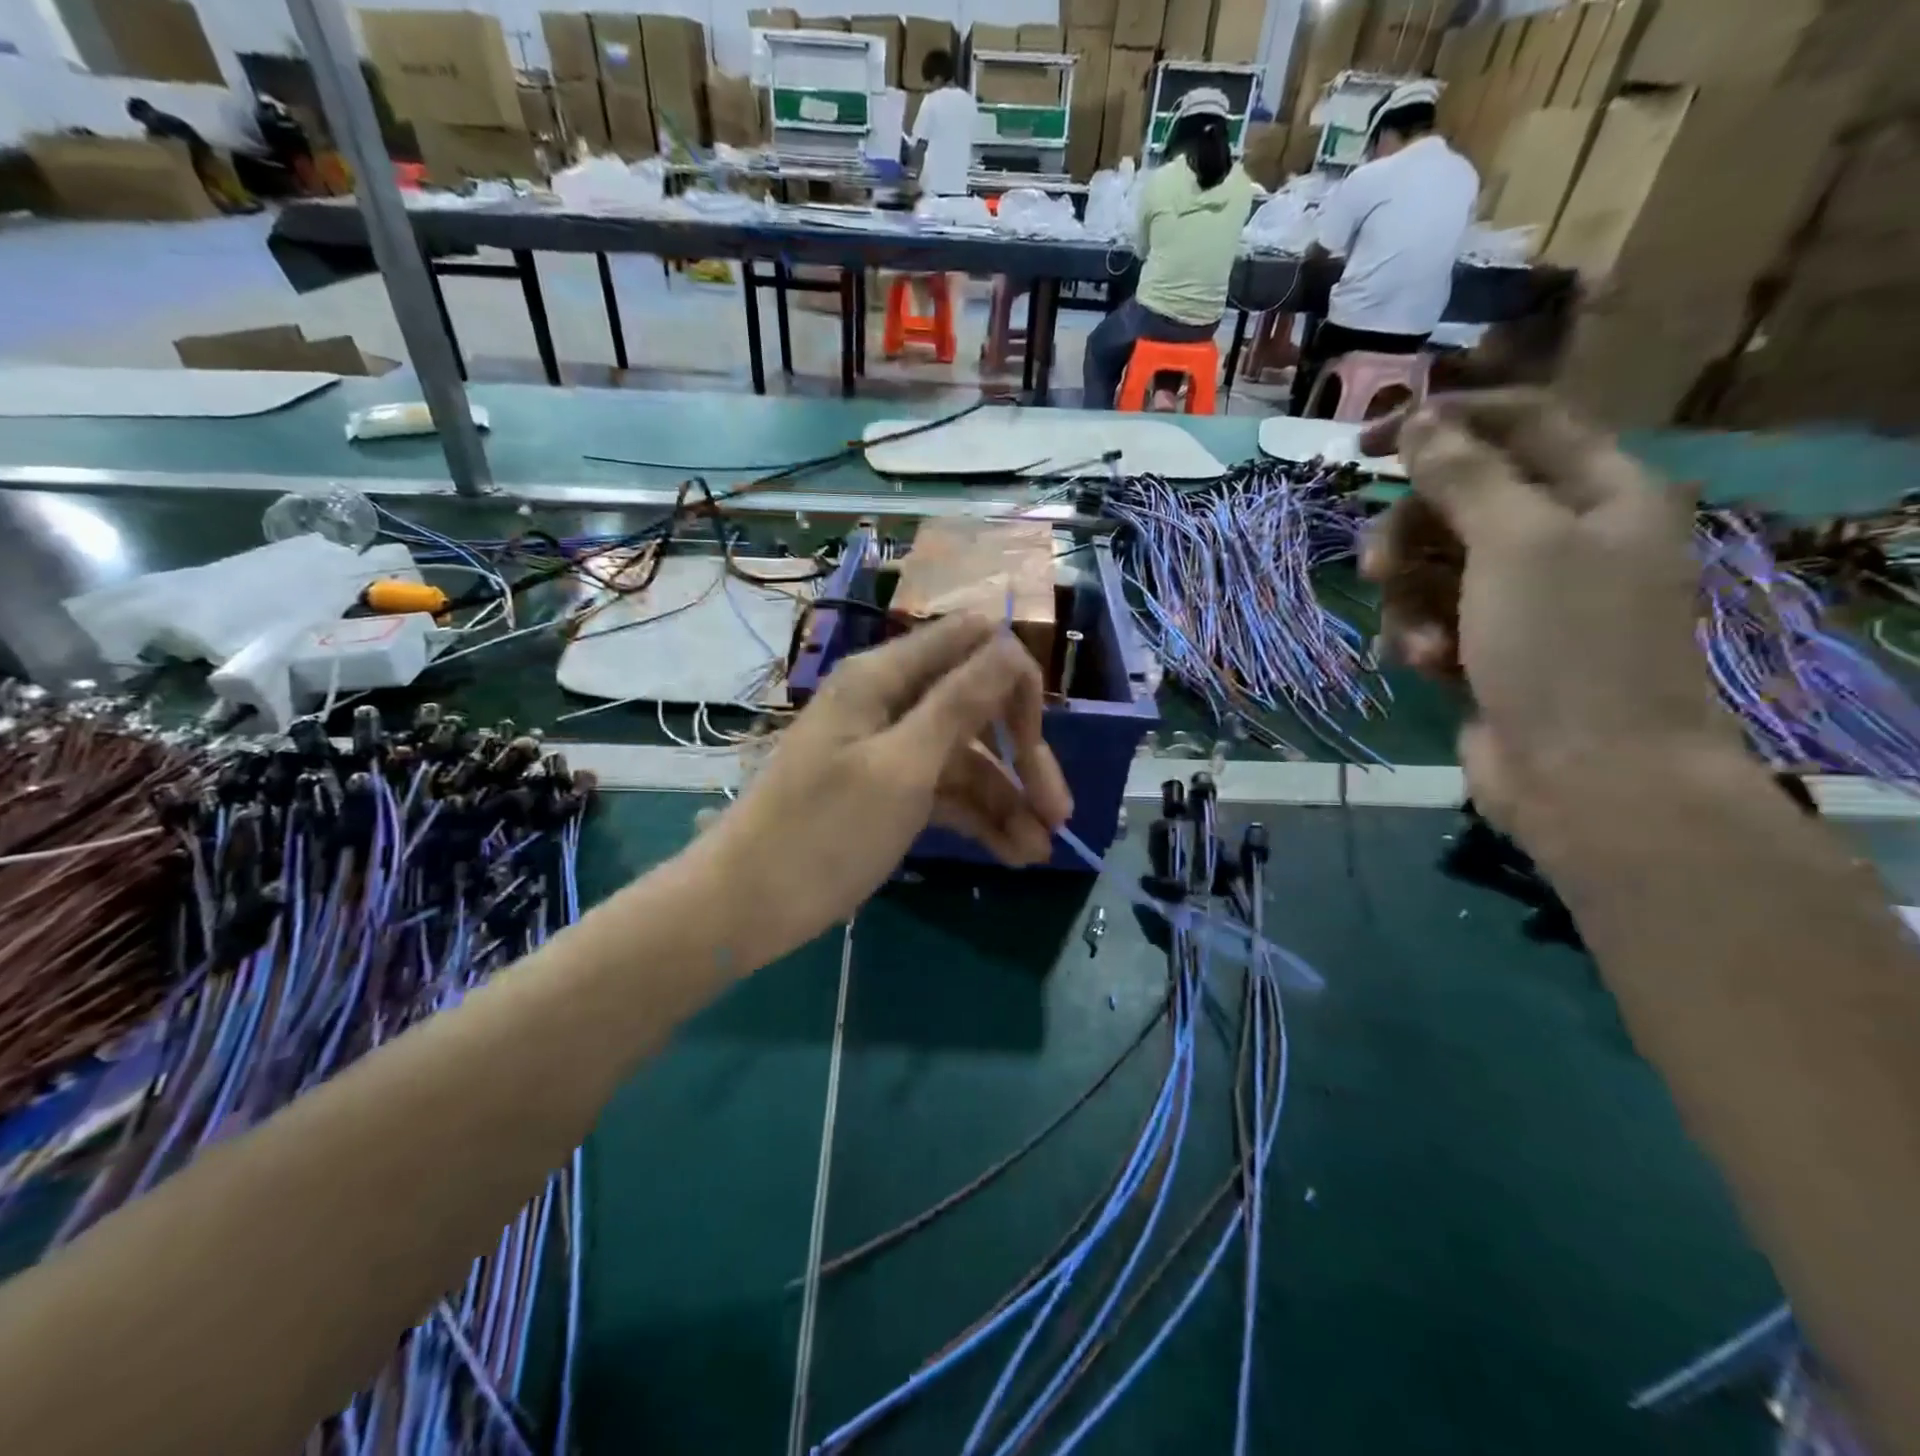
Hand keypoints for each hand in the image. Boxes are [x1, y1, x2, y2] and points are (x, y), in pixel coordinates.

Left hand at [695, 613, 1072, 964]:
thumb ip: (959, 703)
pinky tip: (1013, 854)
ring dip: (1007, 800)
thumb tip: (1008, 642)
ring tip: (1039, 852)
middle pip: (977, 708)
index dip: (1013, 680)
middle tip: (1059, 813)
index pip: (971, 642)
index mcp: (885, 677)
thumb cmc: (822, 833)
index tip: (1036, 737)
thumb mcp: (902, 768)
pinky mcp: (889, 792)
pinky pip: (946, 792)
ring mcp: (890, 750)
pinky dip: (979, 819)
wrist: (747, 907)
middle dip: (1022, 756)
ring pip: (967, 759)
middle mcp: (891, 703)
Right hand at [1358, 390, 1736, 829]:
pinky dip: (1420, 635)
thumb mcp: (1515, 542)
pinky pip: (1431, 614)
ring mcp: (1523, 596)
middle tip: (1375, 565)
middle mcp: (1563, 536)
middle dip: (1409, 533)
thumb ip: (1463, 476)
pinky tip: (1428, 665)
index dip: (1443, 421)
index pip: (1519, 422)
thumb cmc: (1564, 646)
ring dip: (1409, 599)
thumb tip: (1420, 421)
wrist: (1586, 775)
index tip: (1365, 443)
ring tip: (1419, 639)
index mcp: (1599, 492)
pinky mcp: (1486, 645)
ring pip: (1432, 563)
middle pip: (1459, 500)